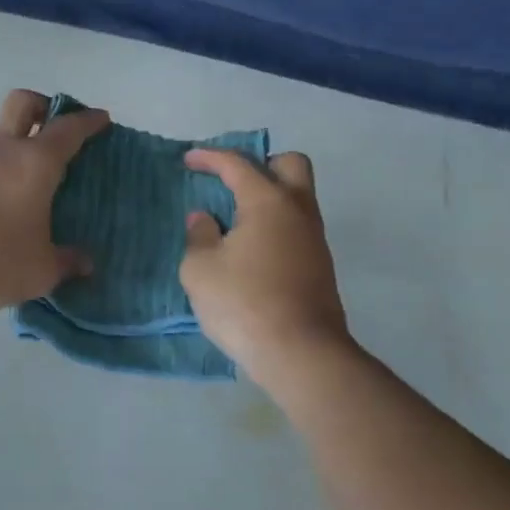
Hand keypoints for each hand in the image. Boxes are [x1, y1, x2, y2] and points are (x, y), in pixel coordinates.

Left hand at [0, 90, 108, 313]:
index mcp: (35, 162)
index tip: (103, 120)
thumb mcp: (40, 270)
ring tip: (45, 179)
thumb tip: (85, 262)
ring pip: (3, 135)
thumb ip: (67, 262)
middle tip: (63, 130)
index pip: (68, 128)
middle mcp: (4, 152)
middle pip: (23, 103)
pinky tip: (14, 204)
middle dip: (46, 106)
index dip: (89, 121)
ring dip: (24, 144)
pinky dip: (6, 171)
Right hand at [180, 148, 353, 390]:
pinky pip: (297, 228)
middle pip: (290, 165)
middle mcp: (298, 211)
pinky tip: (252, 251)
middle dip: (262, 164)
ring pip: (297, 199)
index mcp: (268, 202)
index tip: (189, 158)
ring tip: (235, 221)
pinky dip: (275, 226)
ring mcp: (314, 239)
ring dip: (269, 198)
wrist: (301, 353)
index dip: (210, 156)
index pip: (238, 164)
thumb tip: (204, 219)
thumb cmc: (244, 303)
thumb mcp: (201, 269)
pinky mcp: (320, 266)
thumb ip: (199, 236)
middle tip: (233, 183)